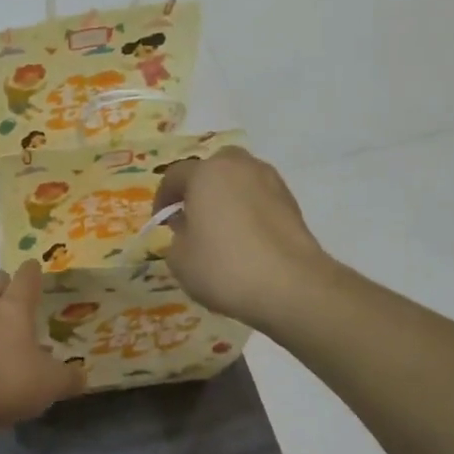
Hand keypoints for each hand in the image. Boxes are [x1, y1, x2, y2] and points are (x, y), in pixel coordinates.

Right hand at [151, 147, 330, 329]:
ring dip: (227, 196)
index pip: (175, 175)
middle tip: (193, 215)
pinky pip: (260, 198)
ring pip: (240, 180)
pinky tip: (246, 238)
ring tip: (222, 228)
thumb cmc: (224, 268)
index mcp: (206, 173)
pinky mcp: (292, 203)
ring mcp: (271, 182)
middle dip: (200, 187)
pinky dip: (249, 210)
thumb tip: (188, 228)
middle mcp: (240, 167)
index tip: (161, 220)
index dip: (163, 198)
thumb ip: (177, 237)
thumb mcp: (180, 259)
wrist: (291, 286)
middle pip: (213, 167)